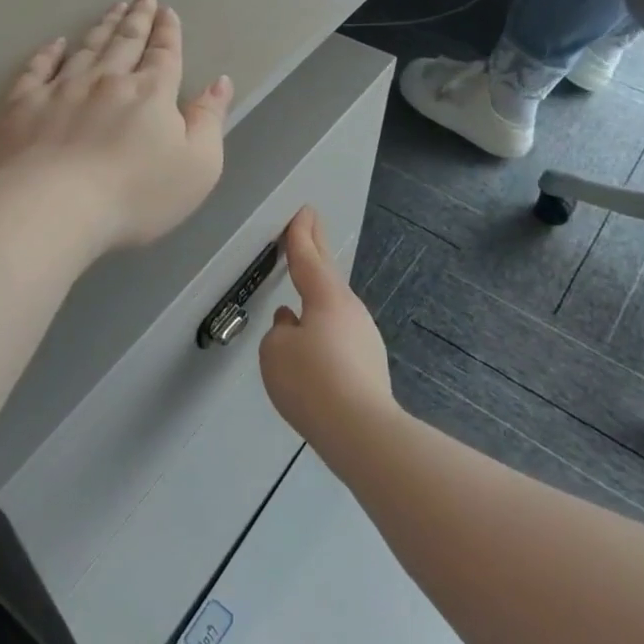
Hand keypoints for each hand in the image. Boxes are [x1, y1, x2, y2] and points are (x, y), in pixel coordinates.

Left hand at [0, 0, 232, 251]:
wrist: (52, 207)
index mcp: (150, 94)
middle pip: (125, 42)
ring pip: (86, 48)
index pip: (163, 55)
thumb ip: (209, 122)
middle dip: (137, 18)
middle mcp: (107, 80)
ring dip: (102, 26)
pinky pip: (37, 69)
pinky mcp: (22, 104)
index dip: (168, 32)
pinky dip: (48, 53)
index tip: (167, 11)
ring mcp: (61, 89)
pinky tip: (55, 43)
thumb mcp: (197, 167)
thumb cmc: (134, 194)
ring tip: (112, 9)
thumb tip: (219, 83)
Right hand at [259, 207, 395, 450]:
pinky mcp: (367, 365)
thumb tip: (294, 327)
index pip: (308, 258)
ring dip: (318, 287)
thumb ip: (280, 332)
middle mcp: (349, 310)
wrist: (361, 431)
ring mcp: (363, 337)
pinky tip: (311, 335)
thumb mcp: (276, 351)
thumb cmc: (311, 380)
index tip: (302, 211)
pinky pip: (337, 331)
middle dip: (317, 245)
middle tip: (311, 222)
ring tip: (305, 276)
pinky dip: (322, 321)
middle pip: (327, 272)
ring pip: (333, 304)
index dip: (300, 235)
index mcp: (326, 298)